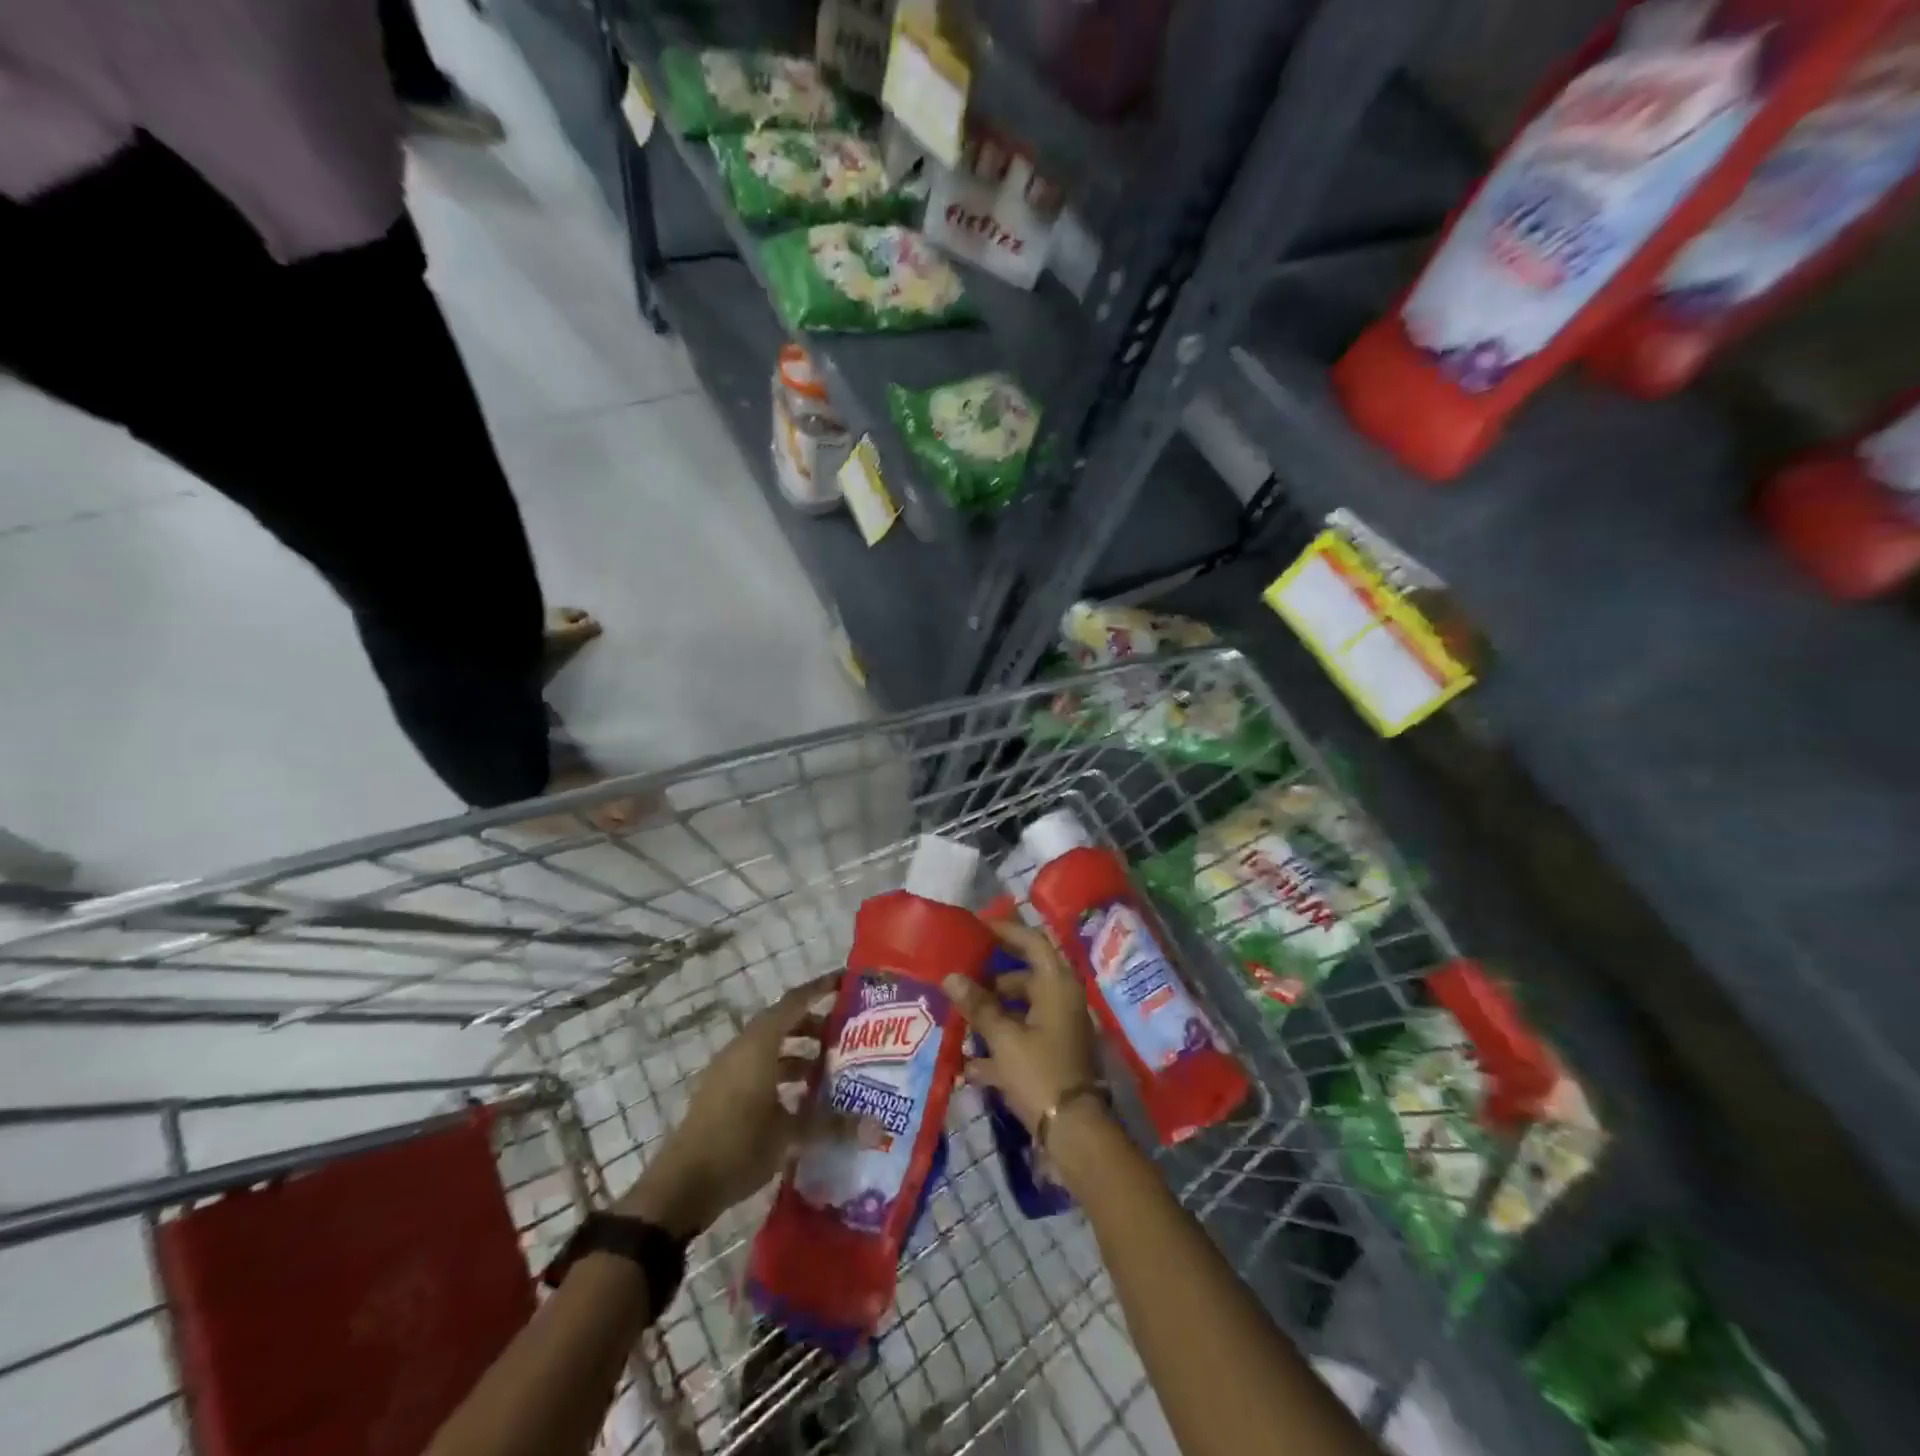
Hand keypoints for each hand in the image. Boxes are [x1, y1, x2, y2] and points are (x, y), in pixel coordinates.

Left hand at [616, 973, 843, 1236]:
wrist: (681, 1187)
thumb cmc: (738, 1146)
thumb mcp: (790, 1135)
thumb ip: (833, 1125)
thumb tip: (878, 1128)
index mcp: (758, 1045)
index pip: (795, 1001)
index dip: (820, 989)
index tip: (846, 982)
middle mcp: (742, 1049)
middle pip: (783, 1023)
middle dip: (815, 1025)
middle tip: (847, 1036)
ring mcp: (728, 1071)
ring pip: (770, 1048)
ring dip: (799, 1053)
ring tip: (830, 1071)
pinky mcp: (721, 1094)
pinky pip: (758, 1068)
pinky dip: (782, 1073)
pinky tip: (802, 1100)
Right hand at [944, 919, 1100, 1133]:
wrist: (1074, 1132)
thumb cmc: (1039, 1072)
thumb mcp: (1003, 1038)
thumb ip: (978, 1006)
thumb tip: (951, 977)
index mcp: (1057, 985)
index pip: (1033, 942)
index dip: (1006, 931)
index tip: (977, 929)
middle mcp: (1062, 1001)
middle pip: (1025, 978)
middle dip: (992, 981)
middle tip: (961, 981)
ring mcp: (1061, 1030)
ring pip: (1022, 1011)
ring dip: (993, 1015)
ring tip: (959, 1021)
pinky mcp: (1056, 1057)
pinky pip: (1024, 1040)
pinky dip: (1001, 1047)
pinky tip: (970, 1065)